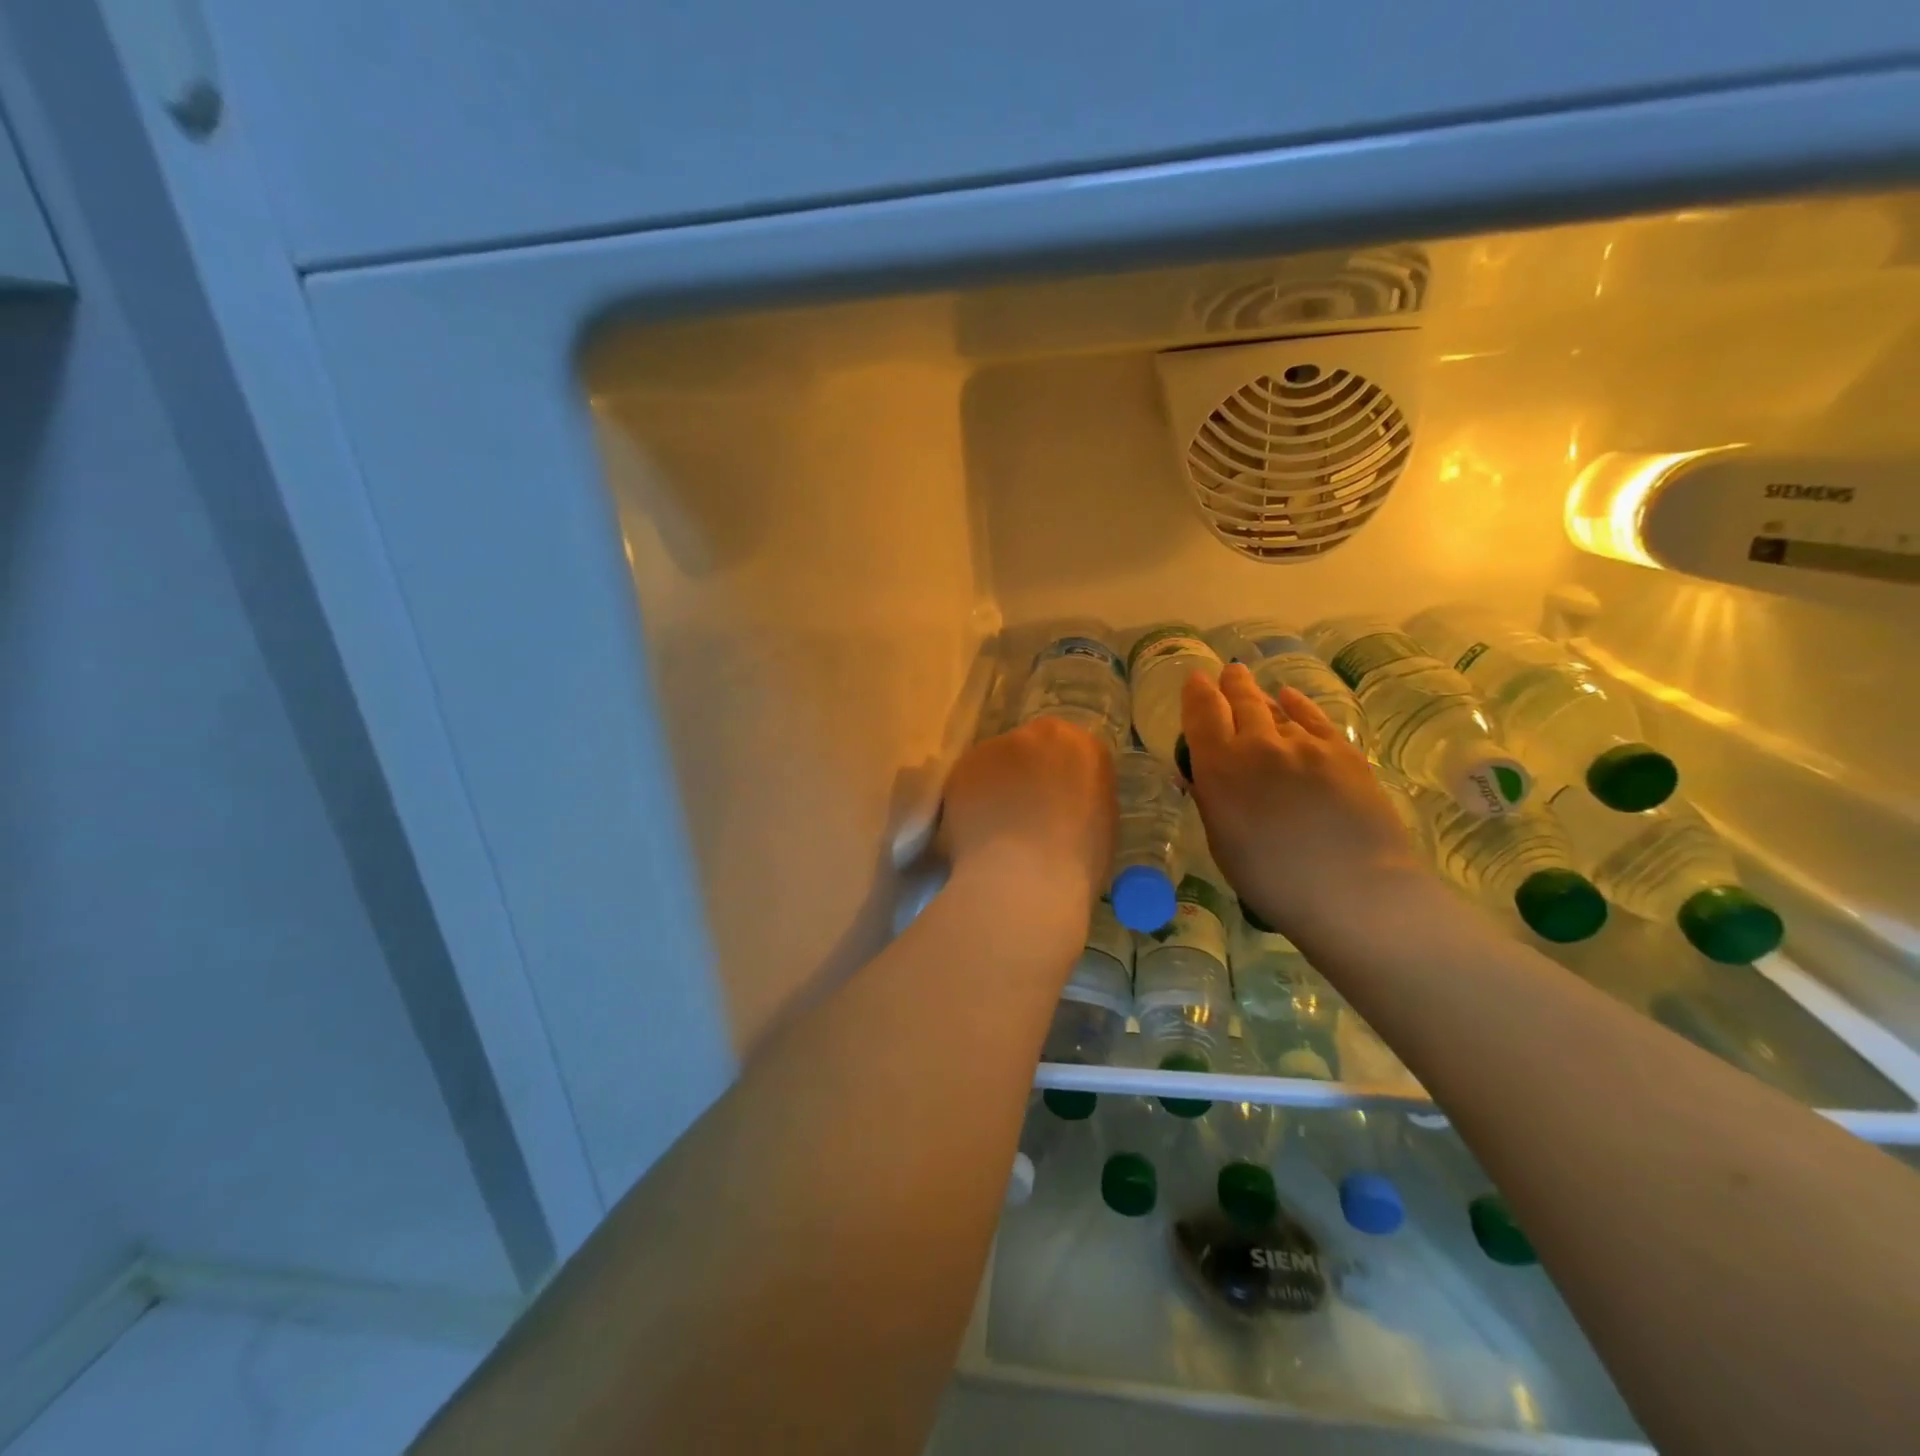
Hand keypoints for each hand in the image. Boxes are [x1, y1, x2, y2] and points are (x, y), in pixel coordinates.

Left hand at [937, 716, 1115, 903]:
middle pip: (1029, 749)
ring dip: (995, 788)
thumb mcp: (1099, 823)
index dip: (1058, 779)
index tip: (1053, 804)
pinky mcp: (962, 767)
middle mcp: (1039, 735)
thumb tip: (1062, 802)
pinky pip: (967, 783)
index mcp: (1082, 747)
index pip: (1069, 752)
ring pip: (994, 764)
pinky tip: (974, 834)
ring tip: (994, 830)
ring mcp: (996, 747)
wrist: (1024, 878)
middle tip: (1021, 814)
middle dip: (1025, 775)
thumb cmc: (1076, 862)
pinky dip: (969, 803)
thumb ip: (1079, 797)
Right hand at [1181, 664, 1419, 938]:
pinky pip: (1314, 718)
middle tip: (1228, 673)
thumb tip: (1200, 774)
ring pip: (1276, 709)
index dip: (1196, 693)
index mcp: (1220, 768)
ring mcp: (1304, 744)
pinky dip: (1298, 704)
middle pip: (1240, 702)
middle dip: (1230, 685)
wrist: (1354, 890)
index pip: (1202, 715)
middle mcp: (1258, 745)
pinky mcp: (1342, 751)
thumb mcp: (1223, 843)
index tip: (1196, 679)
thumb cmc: (1272, 880)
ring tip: (1253, 688)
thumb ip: (1210, 800)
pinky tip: (1290, 697)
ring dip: (1260, 697)